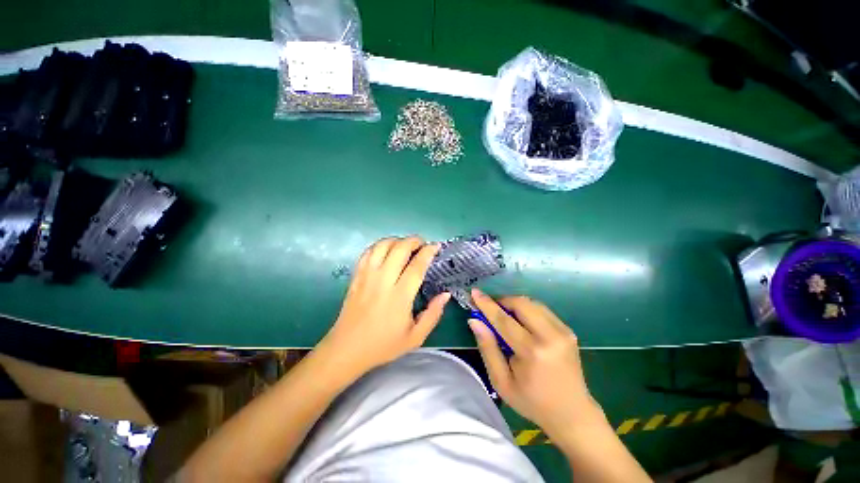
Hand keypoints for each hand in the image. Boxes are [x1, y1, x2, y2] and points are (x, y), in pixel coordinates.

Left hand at [318, 236, 450, 378]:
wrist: (346, 349)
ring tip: (405, 245)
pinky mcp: (356, 276)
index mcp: (399, 297)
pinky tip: (386, 250)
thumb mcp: (415, 337)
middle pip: (399, 249)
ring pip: (382, 246)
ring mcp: (367, 277)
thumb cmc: (383, 345)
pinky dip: (379, 245)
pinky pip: (367, 252)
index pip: (416, 266)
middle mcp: (383, 282)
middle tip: (422, 244)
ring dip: (396, 240)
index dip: (428, 252)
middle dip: (414, 241)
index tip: (436, 246)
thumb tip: (445, 294)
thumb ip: (433, 314)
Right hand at [469, 289, 599, 439]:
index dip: (487, 304)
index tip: (474, 292)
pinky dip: (527, 310)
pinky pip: (542, 310)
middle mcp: (551, 336)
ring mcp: (563, 331)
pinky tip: (521, 323)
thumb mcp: (501, 382)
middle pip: (521, 304)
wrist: (572, 413)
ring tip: (504, 316)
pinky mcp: (568, 330)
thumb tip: (474, 321)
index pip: (504, 320)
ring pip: (532, 303)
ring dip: (514, 304)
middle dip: (502, 301)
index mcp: (532, 352)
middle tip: (491, 309)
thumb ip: (487, 348)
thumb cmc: (532, 401)